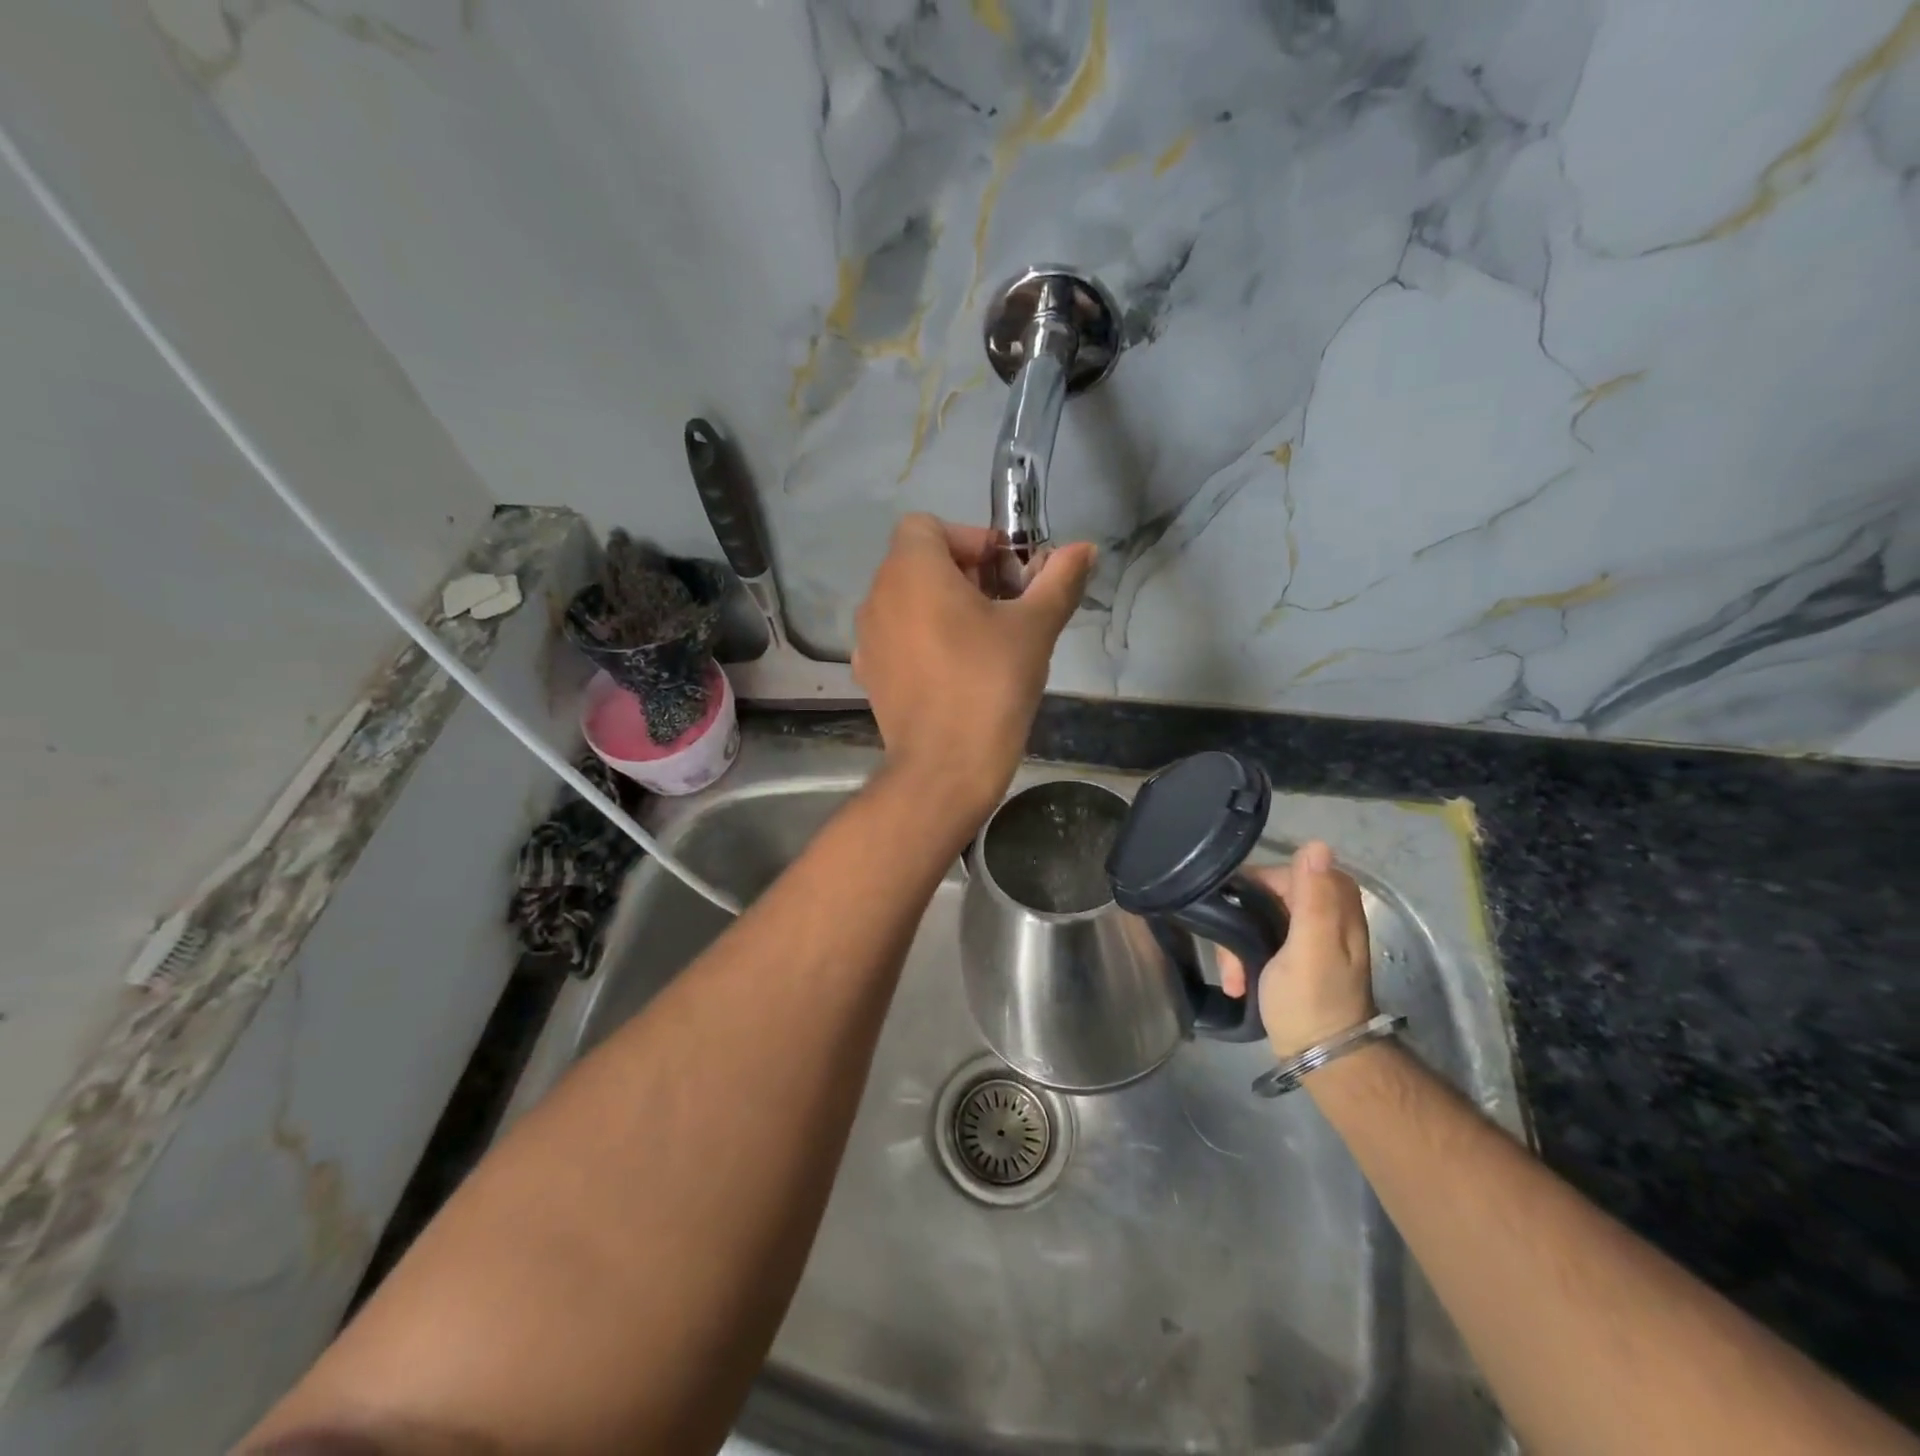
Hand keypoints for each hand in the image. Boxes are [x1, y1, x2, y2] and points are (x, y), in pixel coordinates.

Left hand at [853, 515, 1093, 824]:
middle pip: (918, 562)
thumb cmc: (990, 684)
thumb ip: (1059, 580)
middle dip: (964, 574)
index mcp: (911, 571)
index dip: (970, 539)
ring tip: (982, 641)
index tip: (1005, 574)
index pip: (929, 526)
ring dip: (943, 607)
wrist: (945, 768)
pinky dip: (923, 640)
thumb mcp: (1035, 628)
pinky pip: (897, 638)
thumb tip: (1085, 549)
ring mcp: (867, 639)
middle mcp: (878, 596)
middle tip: (1005, 607)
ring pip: (907, 602)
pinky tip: (952, 671)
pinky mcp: (870, 675)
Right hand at [1219, 842, 1375, 1061]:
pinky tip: (1237, 981)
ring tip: (1232, 977)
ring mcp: (1308, 936)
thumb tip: (1316, 843)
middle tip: (1228, 953)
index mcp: (1334, 904)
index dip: (1253, 888)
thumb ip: (1312, 897)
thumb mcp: (1310, 948)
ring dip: (1237, 946)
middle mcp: (1323, 912)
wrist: (1322, 1058)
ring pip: (1256, 919)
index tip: (1231, 912)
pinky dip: (1244, 958)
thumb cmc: (1313, 1001)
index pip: (1283, 871)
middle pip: (1265, 896)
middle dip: (1239, 923)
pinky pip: (1258, 941)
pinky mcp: (1292, 957)